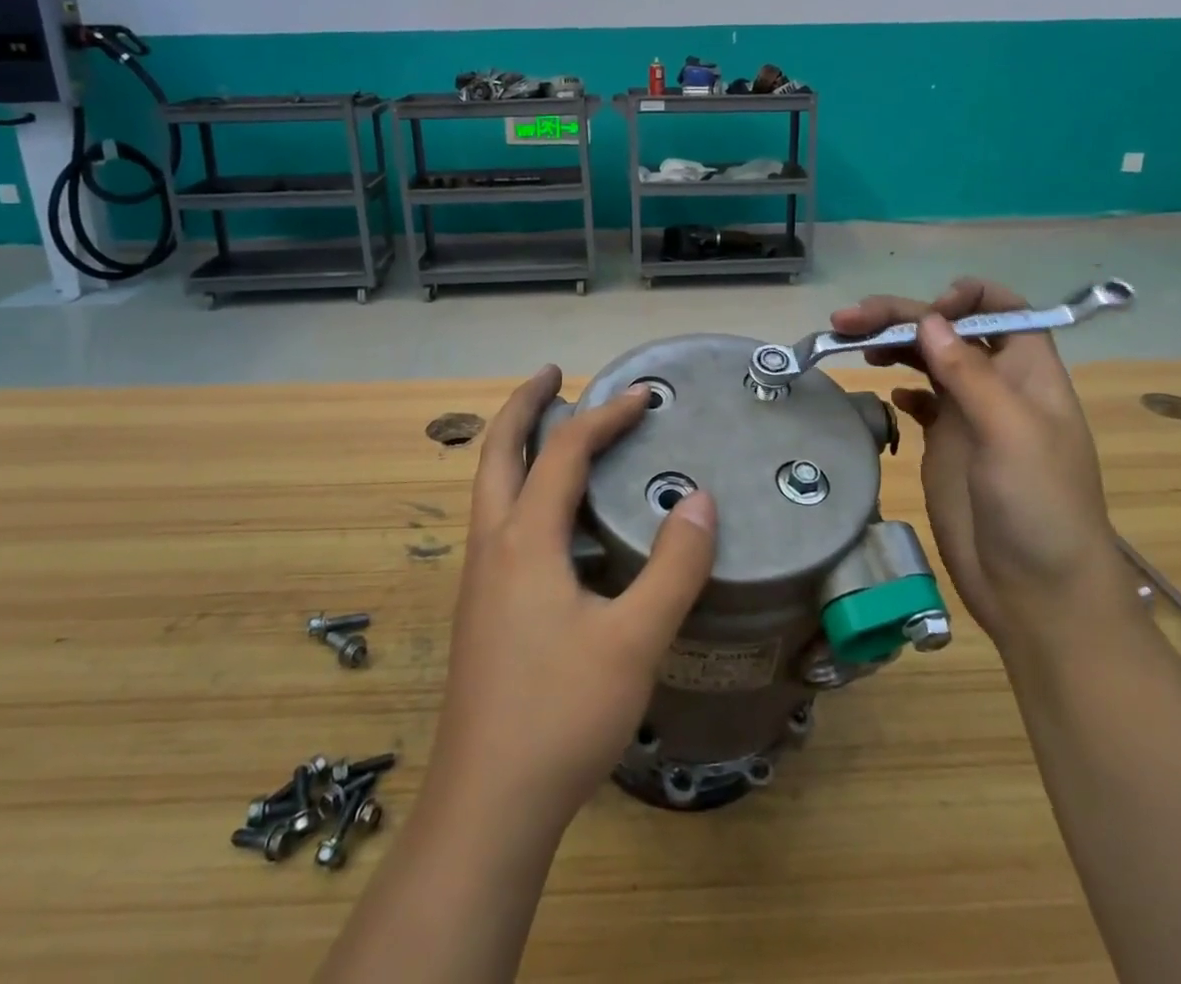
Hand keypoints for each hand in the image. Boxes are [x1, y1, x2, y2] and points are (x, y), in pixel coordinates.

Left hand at [424, 366, 716, 839]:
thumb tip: (699, 499)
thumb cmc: (561, 716)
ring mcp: (481, 579)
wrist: (488, 806)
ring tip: (553, 431)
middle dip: (524, 405)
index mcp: (524, 540)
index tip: (643, 396)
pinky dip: (521, 489)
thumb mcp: (634, 641)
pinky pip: (500, 522)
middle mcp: (493, 546)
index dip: (605, 417)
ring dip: (518, 446)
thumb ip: (673, 567)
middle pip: (498, 452)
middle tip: (553, 375)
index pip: (565, 453)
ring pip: (492, 488)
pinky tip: (554, 520)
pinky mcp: (483, 609)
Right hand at [830, 279, 1119, 647]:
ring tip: (851, 343)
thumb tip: (929, 320)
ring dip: (891, 343)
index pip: (1000, 308)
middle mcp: (996, 384)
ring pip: (926, 358)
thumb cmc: (1039, 508)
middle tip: (847, 321)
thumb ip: (970, 374)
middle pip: (947, 329)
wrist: (1037, 592)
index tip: (926, 314)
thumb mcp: (1011, 434)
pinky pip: (919, 397)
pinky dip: (899, 384)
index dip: (964, 298)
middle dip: (900, 316)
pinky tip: (881, 388)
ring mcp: (967, 413)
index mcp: (1027, 372)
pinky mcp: (944, 443)